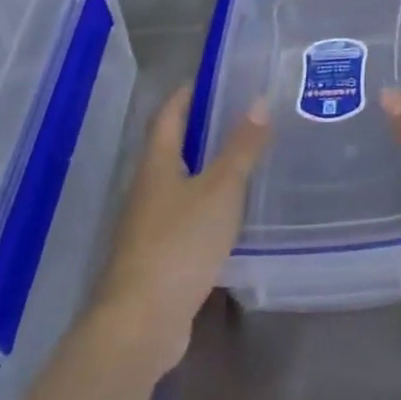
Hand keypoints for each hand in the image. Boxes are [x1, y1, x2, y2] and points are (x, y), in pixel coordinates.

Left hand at [93, 87, 270, 379]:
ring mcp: (149, 226)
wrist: (141, 322)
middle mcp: (147, 190)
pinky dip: (208, 205)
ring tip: (247, 158)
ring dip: (207, 168)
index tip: (213, 77)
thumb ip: (241, 147)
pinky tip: (234, 212)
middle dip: (202, 129)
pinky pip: (186, 217)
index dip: (186, 93)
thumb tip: (259, 100)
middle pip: (172, 148)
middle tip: (244, 115)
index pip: (167, 115)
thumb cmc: (179, 243)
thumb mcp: (220, 189)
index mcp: (156, 165)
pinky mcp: (159, 257)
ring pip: (180, 184)